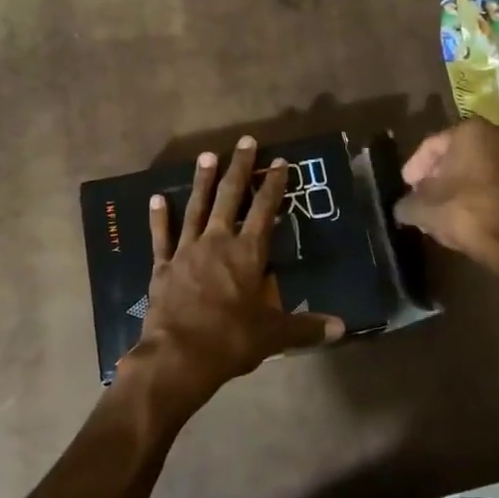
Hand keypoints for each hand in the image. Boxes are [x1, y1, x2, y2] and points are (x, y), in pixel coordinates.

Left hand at [117, 136, 344, 422]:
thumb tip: (342, 328)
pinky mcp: (163, 266)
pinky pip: (161, 236)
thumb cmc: (231, 340)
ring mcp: (187, 251)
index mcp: (248, 253)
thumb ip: (306, 327)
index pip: (265, 210)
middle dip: (240, 168)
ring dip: (203, 181)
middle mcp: (218, 242)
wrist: (179, 356)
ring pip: (196, 208)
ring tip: (207, 155)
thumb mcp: (274, 334)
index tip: (279, 161)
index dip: (274, 185)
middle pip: (230, 197)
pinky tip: (156, 198)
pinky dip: (159, 217)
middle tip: (245, 141)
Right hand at [393, 120, 498, 277]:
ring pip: (477, 167)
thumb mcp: (422, 209)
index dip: (414, 167)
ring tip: (441, 206)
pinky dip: (478, 191)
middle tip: (421, 194)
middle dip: (437, 174)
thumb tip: (403, 208)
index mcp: (471, 130)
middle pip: (456, 153)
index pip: (432, 145)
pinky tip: (464, 211)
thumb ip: (406, 203)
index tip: (406, 186)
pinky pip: (494, 180)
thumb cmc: (464, 212)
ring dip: (458, 183)